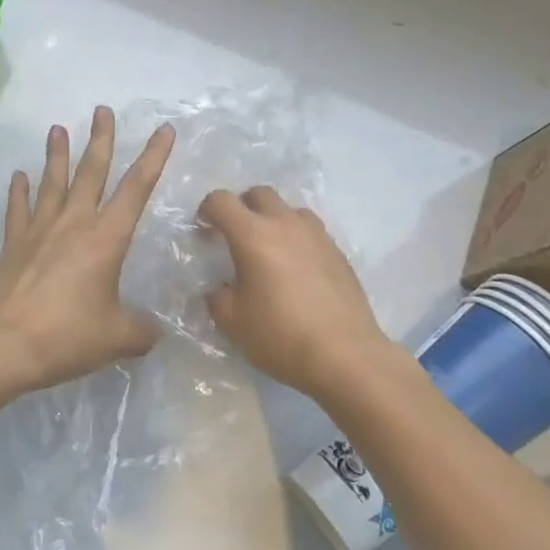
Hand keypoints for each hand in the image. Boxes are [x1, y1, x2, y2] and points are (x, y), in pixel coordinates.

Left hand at [0, 107, 176, 392]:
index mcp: (107, 237)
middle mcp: (74, 223)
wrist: (3, 343)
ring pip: (53, 182)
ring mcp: (39, 230)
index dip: (153, 157)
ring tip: (58, 128)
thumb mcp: (116, 337)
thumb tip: (152, 333)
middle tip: (102, 109)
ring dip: (57, 154)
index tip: (164, 130)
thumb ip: (140, 331)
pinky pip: (18, 209)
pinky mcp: (13, 244)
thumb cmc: (67, 334)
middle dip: (101, 139)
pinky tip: (18, 176)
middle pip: (91, 171)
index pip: (137, 188)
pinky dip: (18, 191)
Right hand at [199, 186, 393, 401]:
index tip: (203, 229)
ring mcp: (317, 236)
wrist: (345, 355)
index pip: (222, 201)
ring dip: (274, 220)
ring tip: (269, 251)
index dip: (207, 210)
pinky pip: (311, 232)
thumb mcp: (233, 323)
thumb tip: (220, 288)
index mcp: (253, 236)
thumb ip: (218, 298)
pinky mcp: (339, 253)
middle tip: (235, 236)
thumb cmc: (281, 336)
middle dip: (242, 207)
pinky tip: (296, 271)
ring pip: (290, 210)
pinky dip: (297, 240)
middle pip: (259, 194)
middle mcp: (286, 225)